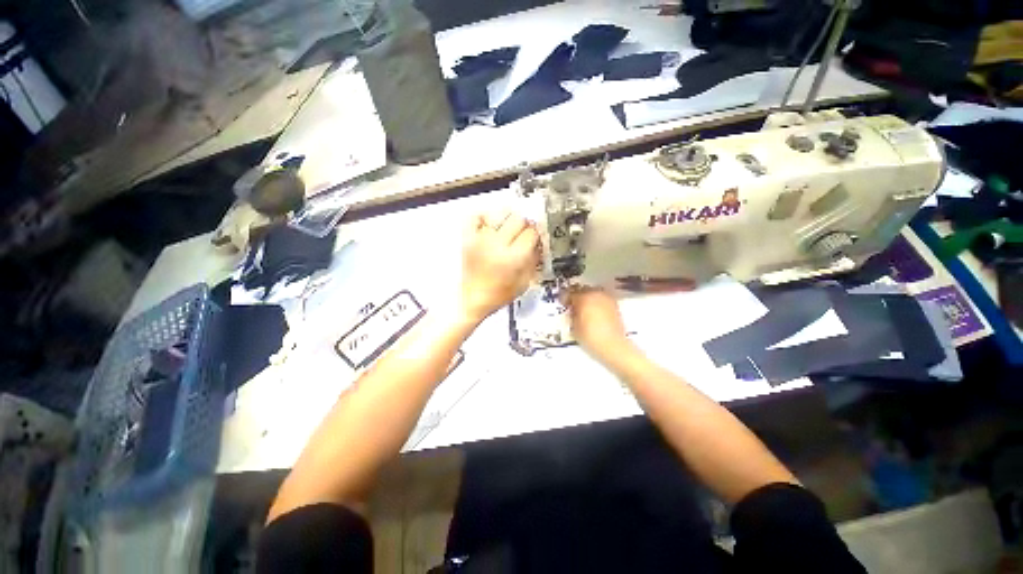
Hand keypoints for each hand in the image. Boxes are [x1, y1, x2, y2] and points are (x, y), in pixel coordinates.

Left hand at [460, 212, 539, 323]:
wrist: (471, 299)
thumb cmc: (497, 295)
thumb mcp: (524, 283)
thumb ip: (534, 260)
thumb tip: (538, 243)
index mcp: (513, 258)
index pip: (531, 233)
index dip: (536, 234)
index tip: (535, 237)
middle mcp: (497, 245)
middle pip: (518, 219)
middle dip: (525, 225)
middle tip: (523, 233)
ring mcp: (480, 239)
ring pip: (500, 213)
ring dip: (508, 218)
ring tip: (508, 227)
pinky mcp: (467, 238)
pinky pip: (477, 216)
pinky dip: (485, 216)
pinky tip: (490, 224)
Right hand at [566, 288, 631, 362]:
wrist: (613, 346)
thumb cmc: (590, 337)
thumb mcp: (574, 327)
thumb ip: (571, 315)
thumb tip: (572, 311)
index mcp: (584, 298)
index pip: (570, 293)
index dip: (565, 299)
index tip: (563, 304)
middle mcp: (596, 294)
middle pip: (582, 290)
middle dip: (577, 297)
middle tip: (572, 306)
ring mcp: (606, 299)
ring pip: (593, 293)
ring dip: (587, 298)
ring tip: (583, 309)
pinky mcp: (614, 305)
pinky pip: (601, 300)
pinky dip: (596, 303)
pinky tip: (594, 313)